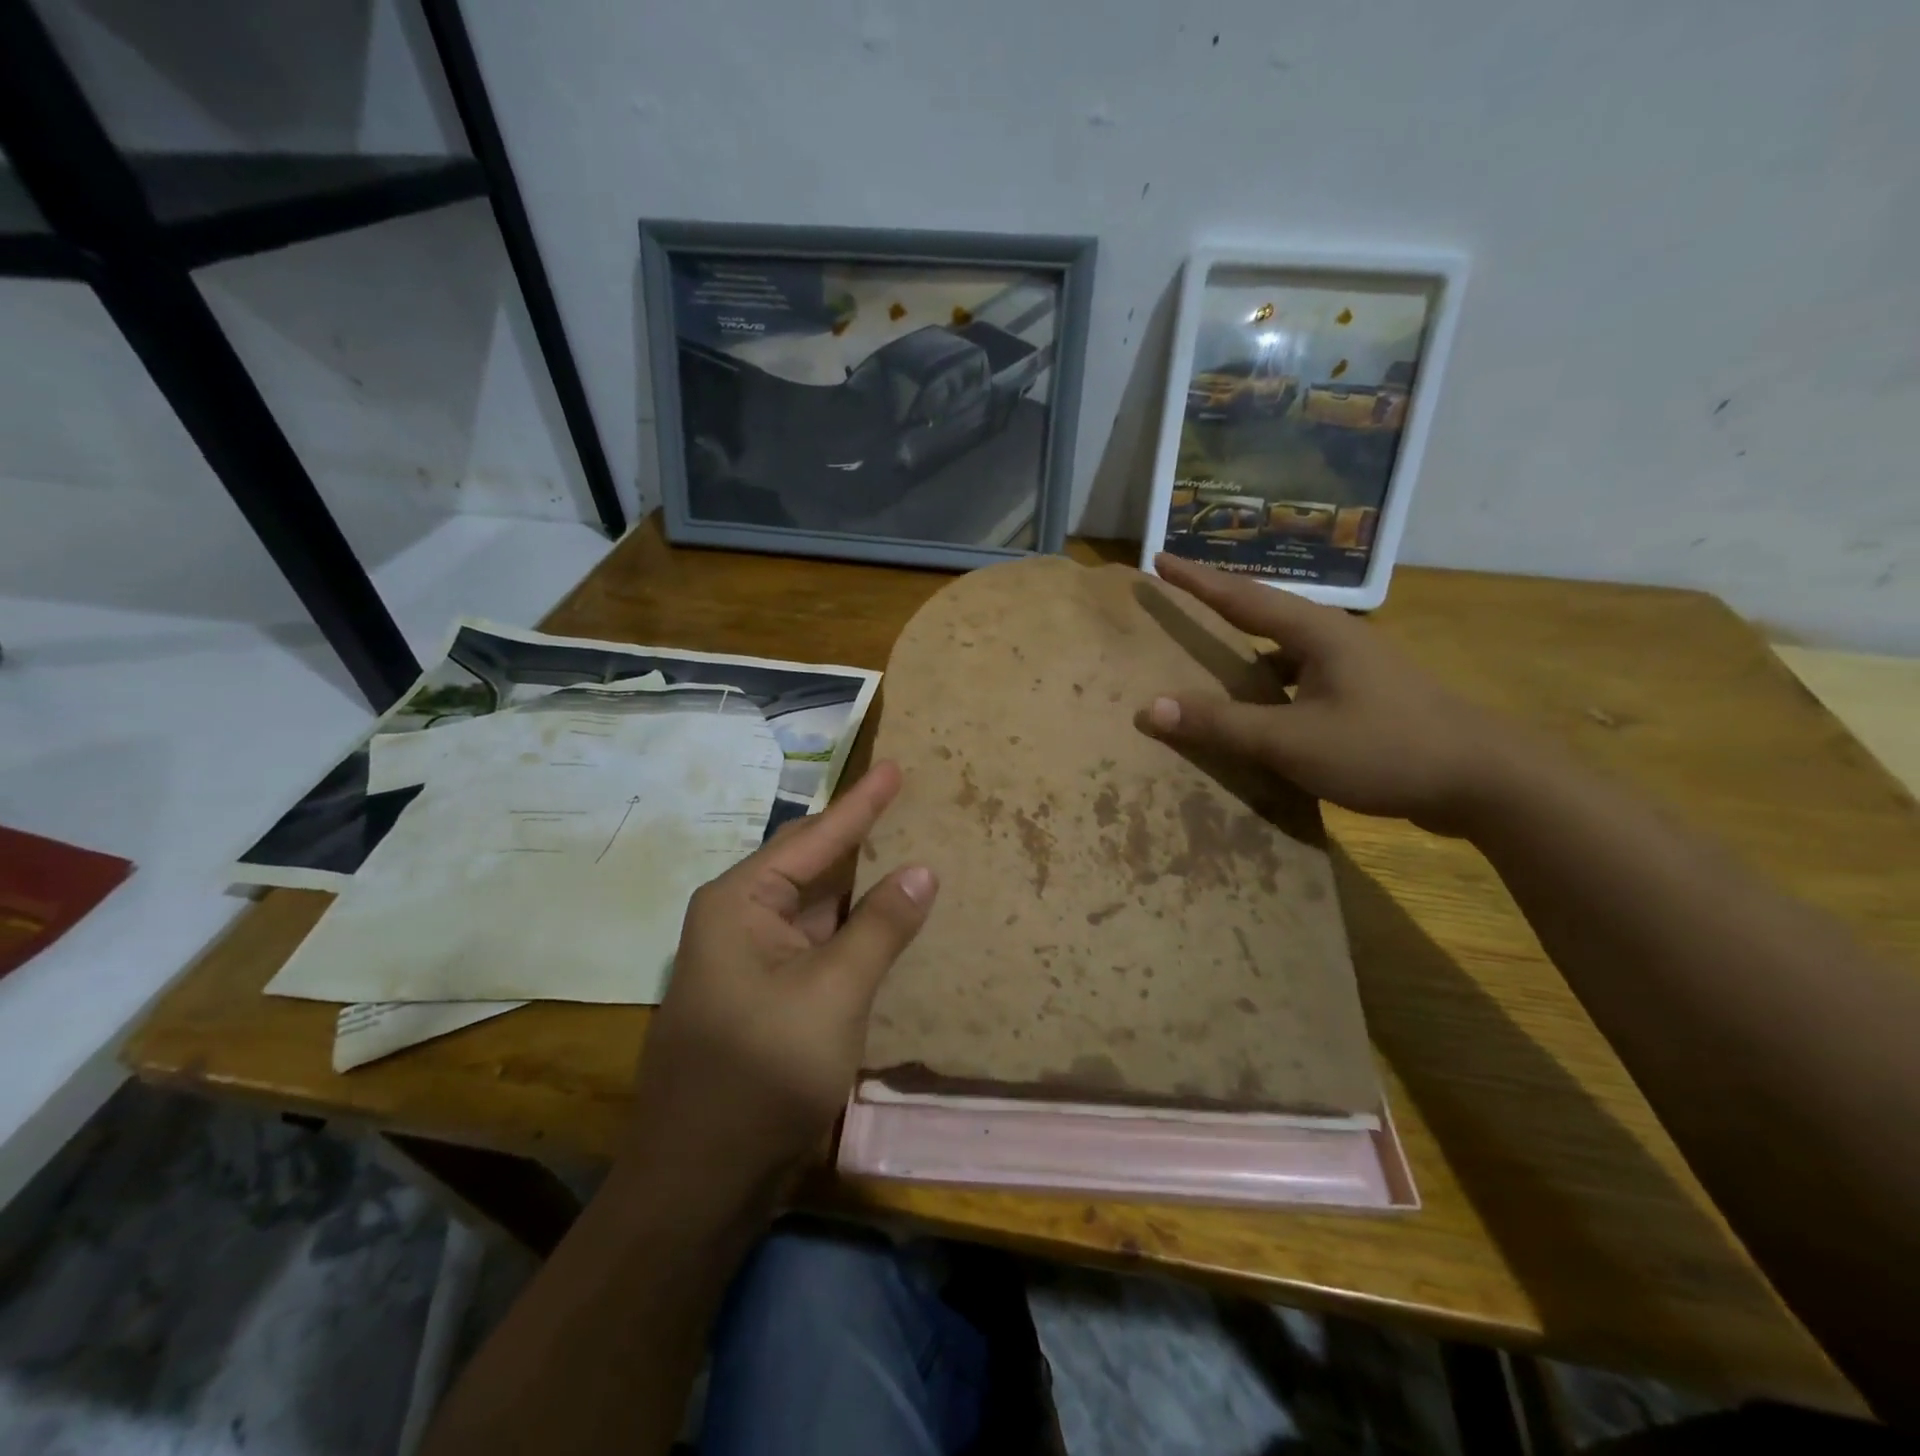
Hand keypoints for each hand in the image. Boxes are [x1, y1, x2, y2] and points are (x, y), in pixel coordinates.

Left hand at [622, 762, 935, 1210]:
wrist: (700, 1182)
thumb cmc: (761, 1075)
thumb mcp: (833, 993)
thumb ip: (880, 928)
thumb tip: (922, 870)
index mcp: (740, 903)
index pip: (815, 838)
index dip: (862, 803)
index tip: (896, 767)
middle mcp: (738, 919)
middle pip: (808, 862)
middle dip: (856, 833)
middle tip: (901, 797)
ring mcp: (749, 959)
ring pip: (813, 904)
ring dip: (856, 881)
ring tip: (900, 842)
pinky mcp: (763, 995)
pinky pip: (814, 941)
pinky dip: (850, 925)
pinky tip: (881, 915)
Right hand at [1138, 554, 1518, 834]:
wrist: (1487, 780)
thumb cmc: (1384, 748)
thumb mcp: (1292, 741)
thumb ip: (1222, 724)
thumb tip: (1150, 708)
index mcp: (1317, 633)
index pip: (1241, 596)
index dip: (1196, 579)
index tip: (1158, 559)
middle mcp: (1336, 639)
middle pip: (1264, 612)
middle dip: (1218, 604)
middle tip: (1178, 601)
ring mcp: (1356, 667)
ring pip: (1285, 647)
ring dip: (1245, 647)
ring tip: (1208, 655)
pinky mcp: (1367, 696)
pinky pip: (1301, 677)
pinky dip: (1270, 683)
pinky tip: (1260, 707)